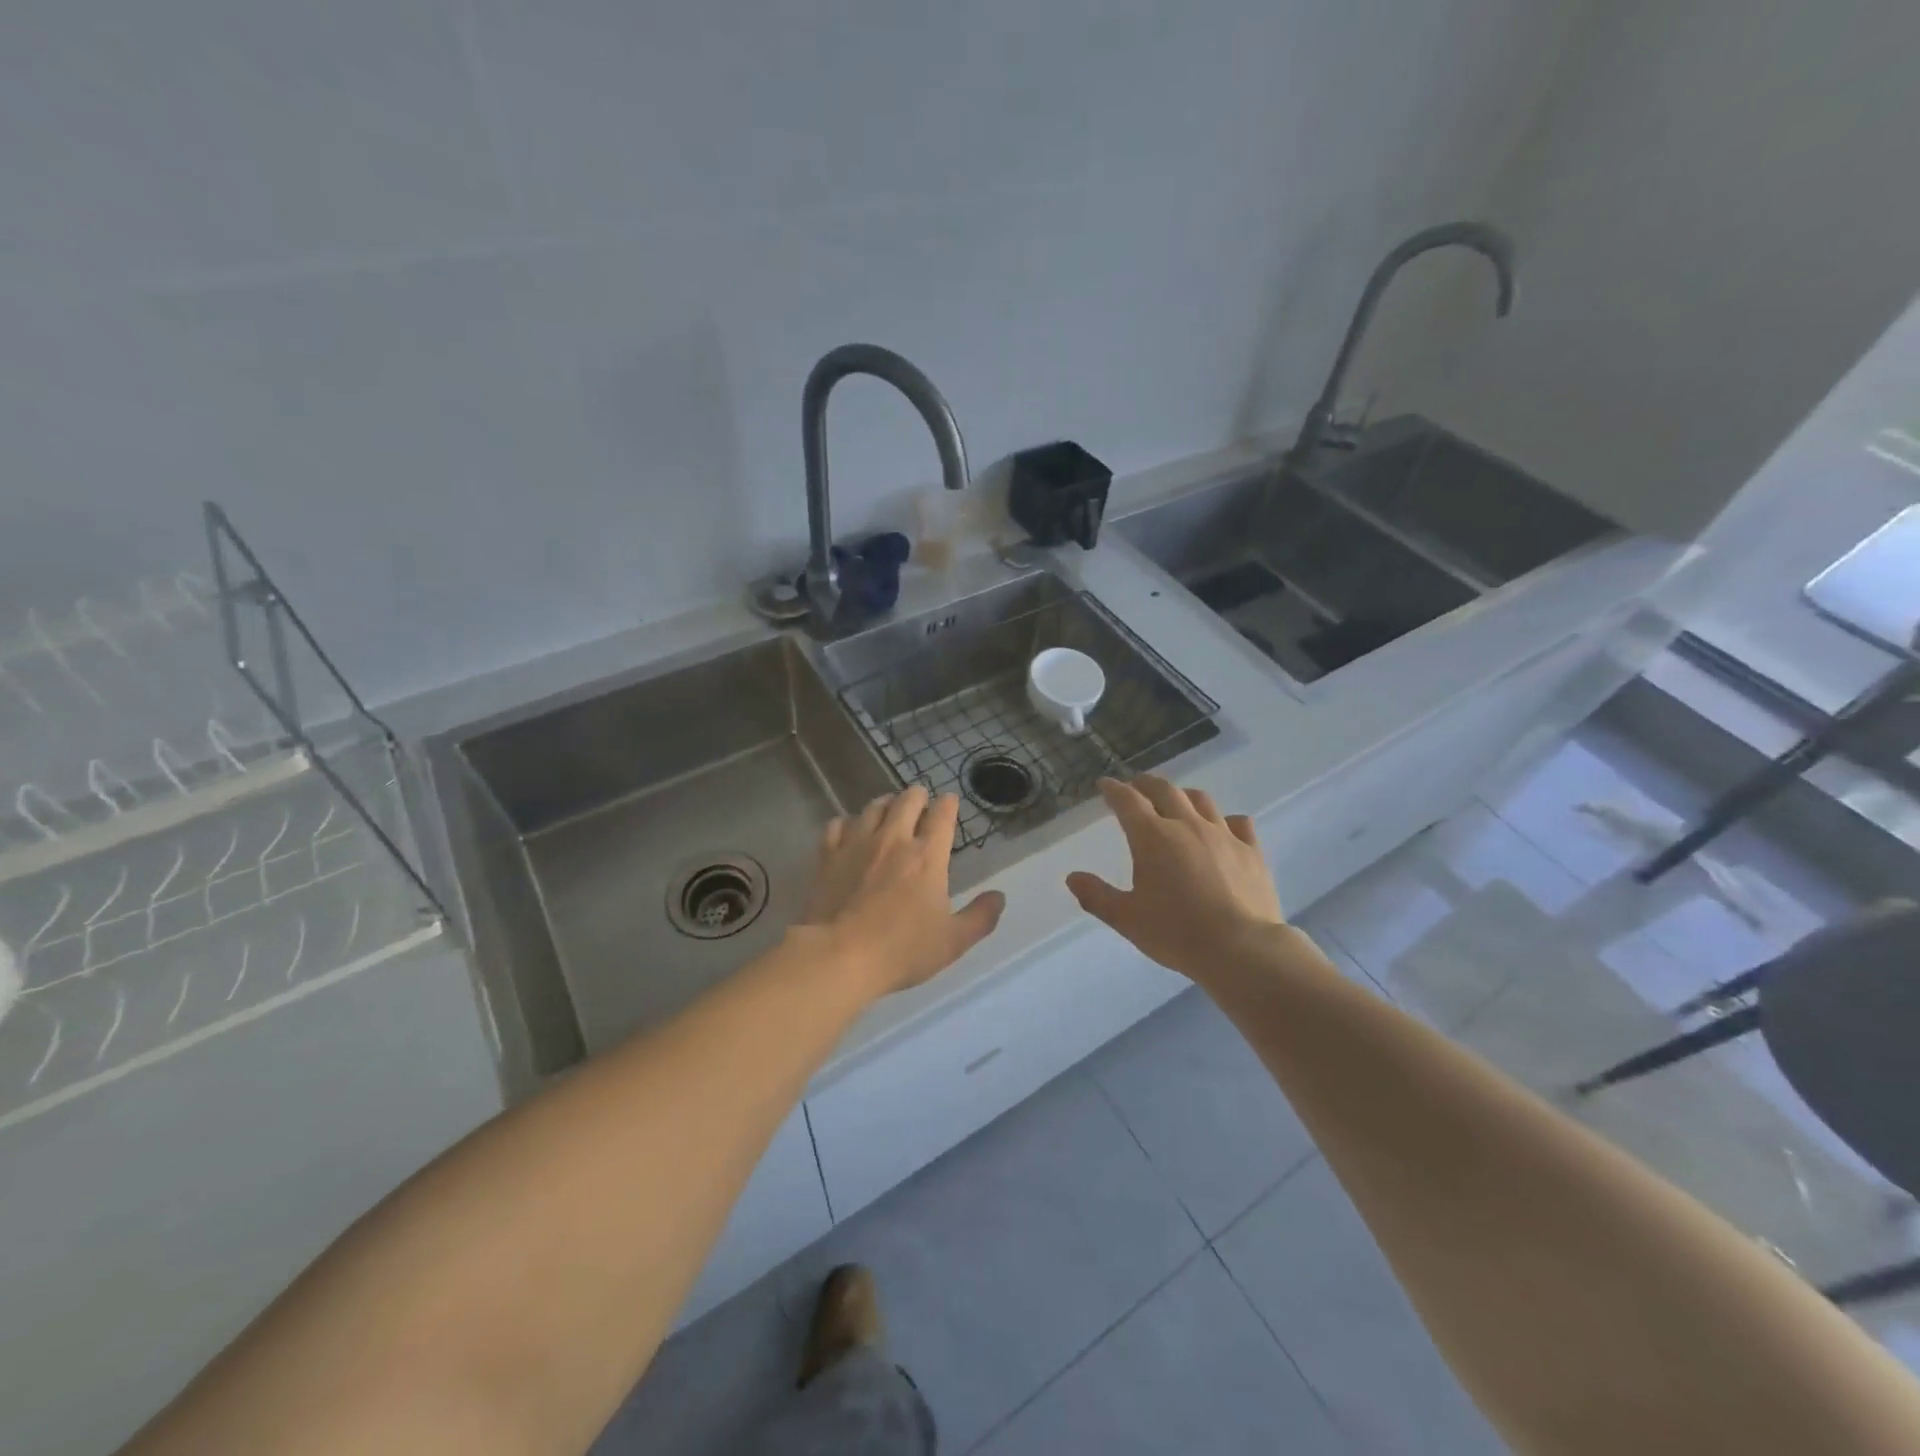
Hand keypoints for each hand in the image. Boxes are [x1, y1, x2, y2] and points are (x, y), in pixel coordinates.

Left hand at [802, 786, 1005, 996]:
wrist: (839, 956)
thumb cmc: (902, 949)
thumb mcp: (952, 941)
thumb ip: (980, 917)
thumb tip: (999, 897)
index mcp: (927, 856)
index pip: (942, 814)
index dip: (948, 804)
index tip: (950, 802)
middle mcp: (893, 839)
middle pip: (907, 800)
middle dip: (918, 796)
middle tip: (920, 802)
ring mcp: (857, 843)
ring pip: (873, 807)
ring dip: (885, 804)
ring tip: (888, 809)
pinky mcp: (828, 855)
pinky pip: (837, 824)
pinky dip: (847, 822)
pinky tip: (849, 830)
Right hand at [1066, 775, 1285, 980]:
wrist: (1241, 949)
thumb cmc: (1176, 933)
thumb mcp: (1127, 919)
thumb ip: (1097, 896)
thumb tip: (1072, 877)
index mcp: (1152, 837)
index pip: (1128, 801)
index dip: (1114, 790)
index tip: (1105, 784)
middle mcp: (1187, 826)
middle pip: (1164, 791)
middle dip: (1146, 784)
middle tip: (1136, 785)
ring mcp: (1223, 835)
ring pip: (1201, 800)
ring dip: (1183, 795)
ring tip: (1177, 800)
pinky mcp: (1251, 851)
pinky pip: (1238, 823)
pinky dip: (1225, 819)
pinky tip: (1224, 827)